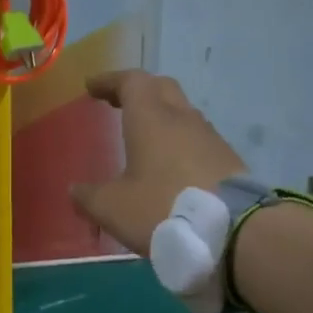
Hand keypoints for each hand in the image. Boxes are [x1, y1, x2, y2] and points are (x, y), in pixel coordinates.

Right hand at [69, 70, 247, 254]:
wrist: (236, 232)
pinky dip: (179, 144)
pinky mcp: (228, 161)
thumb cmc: (163, 208)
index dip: (110, 81)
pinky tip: (171, 168)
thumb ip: (89, 197)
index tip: (92, 87)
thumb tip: (76, 190)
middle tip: (118, 103)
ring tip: (144, 139)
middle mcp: (182, 119)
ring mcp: (210, 138)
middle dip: (138, 91)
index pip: (131, 82)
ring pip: (182, 114)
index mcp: (151, 118)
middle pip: (161, 89)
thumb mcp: (112, 208)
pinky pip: (197, 141)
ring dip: (162, 118)